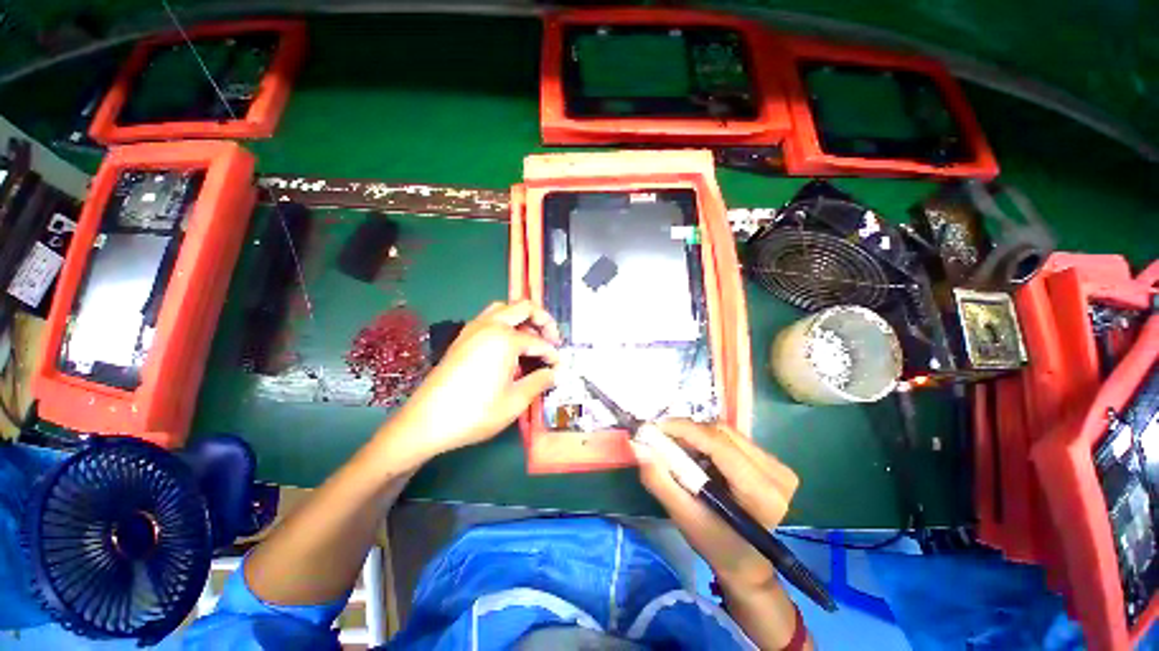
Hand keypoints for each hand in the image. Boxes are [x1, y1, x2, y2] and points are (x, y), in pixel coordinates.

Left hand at [388, 301, 559, 461]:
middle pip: (524, 308)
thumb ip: (540, 382)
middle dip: (543, 320)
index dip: (552, 355)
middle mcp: (490, 325)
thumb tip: (557, 373)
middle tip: (553, 339)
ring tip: (532, 338)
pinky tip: (509, 345)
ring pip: (504, 308)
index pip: (538, 342)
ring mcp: (473, 328)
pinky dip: (505, 323)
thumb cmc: (475, 412)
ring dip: (522, 318)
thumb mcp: (515, 401)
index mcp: (505, 339)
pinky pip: (490, 318)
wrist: (427, 421)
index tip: (559, 368)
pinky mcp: (463, 337)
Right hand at [633, 420, 799, 588]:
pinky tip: (697, 454)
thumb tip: (638, 446)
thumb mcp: (684, 516)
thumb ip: (660, 480)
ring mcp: (778, 466)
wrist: (747, 563)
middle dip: (687, 432)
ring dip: (697, 435)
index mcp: (762, 493)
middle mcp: (777, 474)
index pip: (719, 445)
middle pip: (722, 433)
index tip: (655, 427)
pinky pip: (732, 439)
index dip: (685, 429)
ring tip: (678, 448)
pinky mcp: (772, 462)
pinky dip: (708, 441)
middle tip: (662, 439)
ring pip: (726, 432)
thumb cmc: (716, 545)